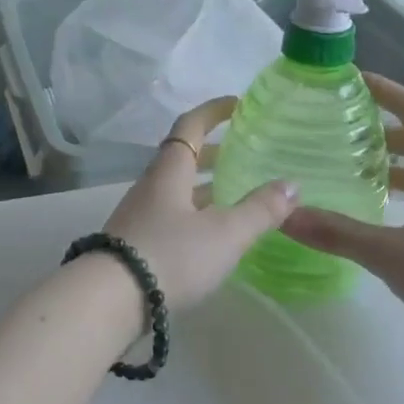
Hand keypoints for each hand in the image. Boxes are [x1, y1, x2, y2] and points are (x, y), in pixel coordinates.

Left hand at [101, 97, 298, 311]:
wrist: (110, 299)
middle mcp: (151, 185)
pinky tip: (211, 232)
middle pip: (182, 157)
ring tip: (235, 192)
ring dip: (204, 184)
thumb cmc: (171, 255)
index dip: (213, 111)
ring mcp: (140, 214)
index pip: (190, 126)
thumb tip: (292, 183)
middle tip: (244, 153)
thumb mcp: (225, 234)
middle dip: (213, 152)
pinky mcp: (136, 242)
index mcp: (170, 171)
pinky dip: (195, 211)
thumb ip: (260, 210)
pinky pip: (171, 213)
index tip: (237, 104)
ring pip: (177, 187)